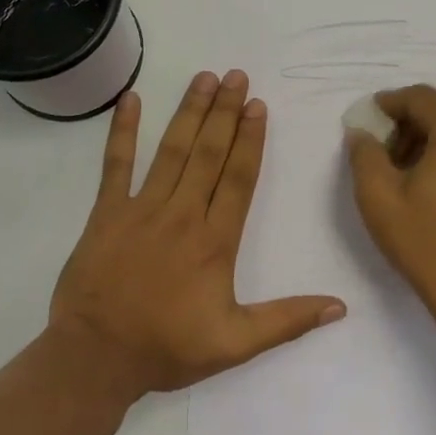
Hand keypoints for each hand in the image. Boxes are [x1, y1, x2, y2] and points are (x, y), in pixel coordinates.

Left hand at [51, 69, 346, 398]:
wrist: (96, 358)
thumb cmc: (167, 348)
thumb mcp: (235, 344)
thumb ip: (287, 320)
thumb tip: (340, 306)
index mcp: (215, 241)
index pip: (239, 179)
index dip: (251, 140)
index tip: (258, 106)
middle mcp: (182, 215)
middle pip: (209, 153)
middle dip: (225, 113)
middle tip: (237, 76)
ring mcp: (141, 209)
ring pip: (172, 151)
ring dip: (189, 112)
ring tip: (205, 78)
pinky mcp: (106, 213)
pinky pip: (115, 165)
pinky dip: (122, 131)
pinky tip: (131, 100)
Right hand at [346, 85, 435, 340]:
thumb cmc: (426, 244)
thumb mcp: (378, 198)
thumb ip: (364, 153)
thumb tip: (363, 132)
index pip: (420, 97)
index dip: (389, 104)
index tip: (367, 119)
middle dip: (410, 121)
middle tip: (381, 148)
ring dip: (432, 135)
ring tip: (406, 168)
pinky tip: (435, 178)